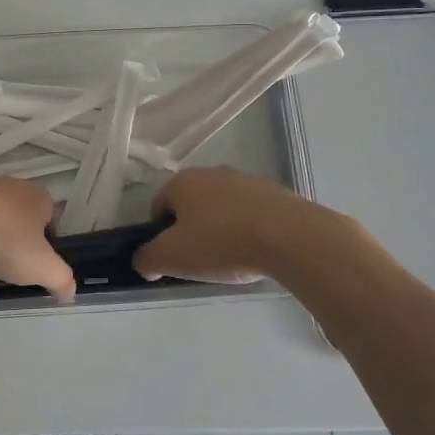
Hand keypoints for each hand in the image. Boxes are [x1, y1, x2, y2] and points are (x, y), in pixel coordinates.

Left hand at [0, 172, 76, 302]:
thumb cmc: (1, 236)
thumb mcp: (41, 266)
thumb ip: (61, 279)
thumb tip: (70, 291)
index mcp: (40, 197)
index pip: (52, 224)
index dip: (46, 248)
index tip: (34, 268)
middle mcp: (13, 186)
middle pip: (21, 220)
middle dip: (15, 243)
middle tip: (7, 268)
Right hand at [133, 166, 386, 287]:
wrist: (290, 237)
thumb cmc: (221, 243)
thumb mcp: (172, 258)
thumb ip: (147, 259)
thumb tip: (143, 261)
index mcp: (182, 182)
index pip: (158, 205)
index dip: (160, 234)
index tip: (174, 257)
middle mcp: (212, 172)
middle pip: (191, 204)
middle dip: (191, 230)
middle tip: (200, 259)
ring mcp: (247, 180)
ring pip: (222, 207)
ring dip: (221, 228)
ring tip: (232, 258)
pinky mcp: (276, 193)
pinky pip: (252, 213)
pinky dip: (249, 229)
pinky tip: (257, 251)